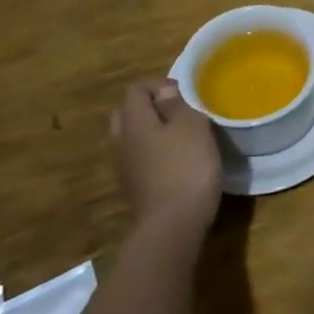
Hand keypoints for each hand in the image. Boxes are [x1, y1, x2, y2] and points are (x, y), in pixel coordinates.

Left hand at [109, 78, 222, 237]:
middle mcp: (120, 142)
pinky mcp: (133, 189)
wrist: (171, 227)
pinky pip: (138, 160)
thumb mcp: (192, 128)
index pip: (135, 90)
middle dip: (150, 108)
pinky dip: (152, 154)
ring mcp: (123, 168)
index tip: (184, 95)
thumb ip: (177, 106)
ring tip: (180, 137)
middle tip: (178, 113)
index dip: (159, 85)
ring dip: (151, 132)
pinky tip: (175, 163)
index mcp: (133, 122)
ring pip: (131, 138)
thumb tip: (164, 93)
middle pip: (127, 114)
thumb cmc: (186, 168)